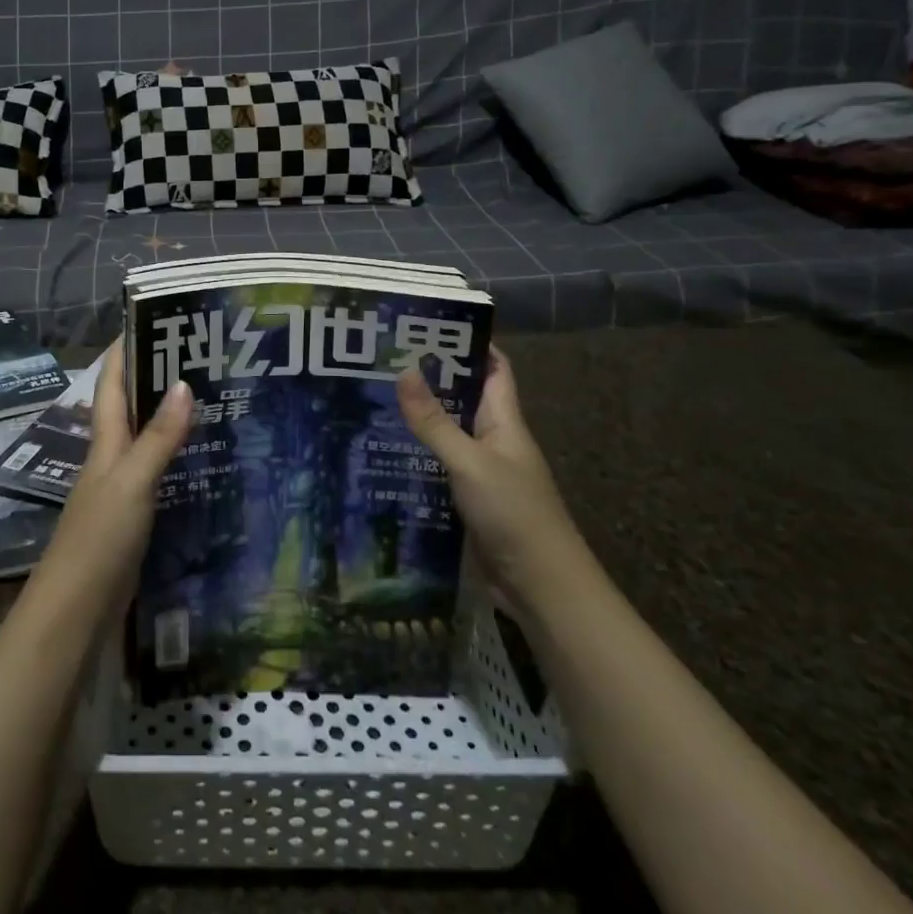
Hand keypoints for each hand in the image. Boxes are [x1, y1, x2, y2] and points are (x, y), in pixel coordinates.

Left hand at [39, 338, 192, 606]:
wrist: (77, 610)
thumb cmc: (99, 537)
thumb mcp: (132, 481)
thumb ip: (158, 437)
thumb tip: (182, 382)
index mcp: (105, 440)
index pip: (113, 382)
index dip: (126, 349)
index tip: (153, 318)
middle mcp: (111, 456)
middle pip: (132, 405)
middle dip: (157, 377)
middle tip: (202, 355)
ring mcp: (122, 487)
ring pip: (147, 437)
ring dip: (170, 416)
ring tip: (213, 396)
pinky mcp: (134, 515)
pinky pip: (158, 473)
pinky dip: (178, 457)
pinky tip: (205, 457)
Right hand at [397, 346, 587, 606]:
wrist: (542, 588)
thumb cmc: (514, 514)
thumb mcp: (470, 463)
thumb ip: (435, 422)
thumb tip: (403, 369)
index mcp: (504, 422)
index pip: (493, 370)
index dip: (469, 345)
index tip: (428, 326)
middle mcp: (493, 441)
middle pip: (462, 400)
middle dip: (429, 380)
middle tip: (381, 362)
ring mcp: (480, 473)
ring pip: (446, 435)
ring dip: (417, 421)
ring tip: (370, 401)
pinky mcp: (466, 502)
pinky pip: (437, 469)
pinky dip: (414, 459)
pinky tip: (381, 455)